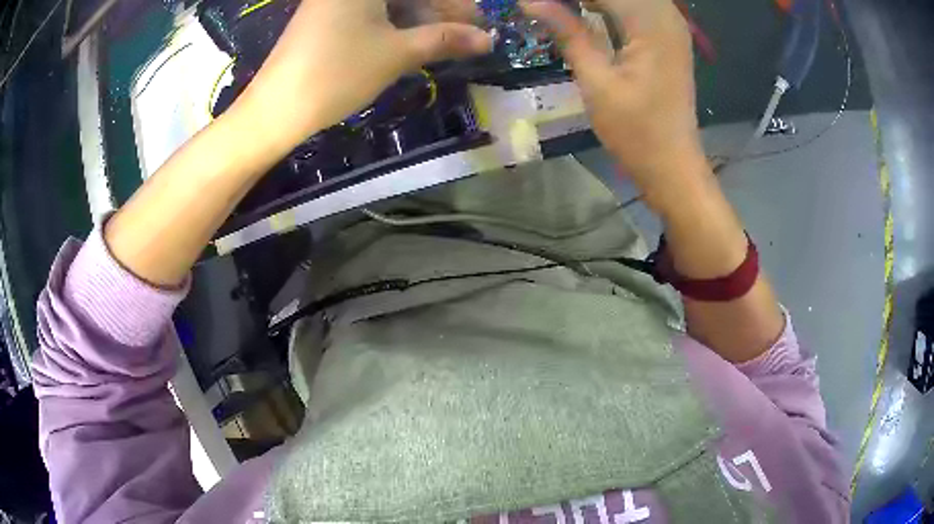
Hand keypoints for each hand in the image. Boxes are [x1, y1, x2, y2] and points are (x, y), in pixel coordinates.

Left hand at [235, 0, 491, 156]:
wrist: (276, 109)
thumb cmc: (337, 73)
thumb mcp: (396, 54)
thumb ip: (444, 40)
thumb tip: (487, 40)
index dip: (454, 4)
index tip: (477, 22)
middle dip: (438, 11)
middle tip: (465, 35)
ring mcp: (333, 1)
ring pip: (389, 3)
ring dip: (419, 19)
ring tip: (442, 43)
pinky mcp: (326, 17)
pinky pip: (370, 12)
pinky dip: (394, 24)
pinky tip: (411, 40)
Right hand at [521, 0, 705, 211]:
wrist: (673, 165)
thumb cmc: (636, 131)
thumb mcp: (596, 81)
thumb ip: (567, 33)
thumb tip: (530, 1)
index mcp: (652, 23)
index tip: (533, 3)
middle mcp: (667, 16)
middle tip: (546, 8)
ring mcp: (671, 26)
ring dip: (593, 3)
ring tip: (560, 11)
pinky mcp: (668, 38)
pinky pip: (635, 7)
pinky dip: (608, 8)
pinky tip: (583, 12)